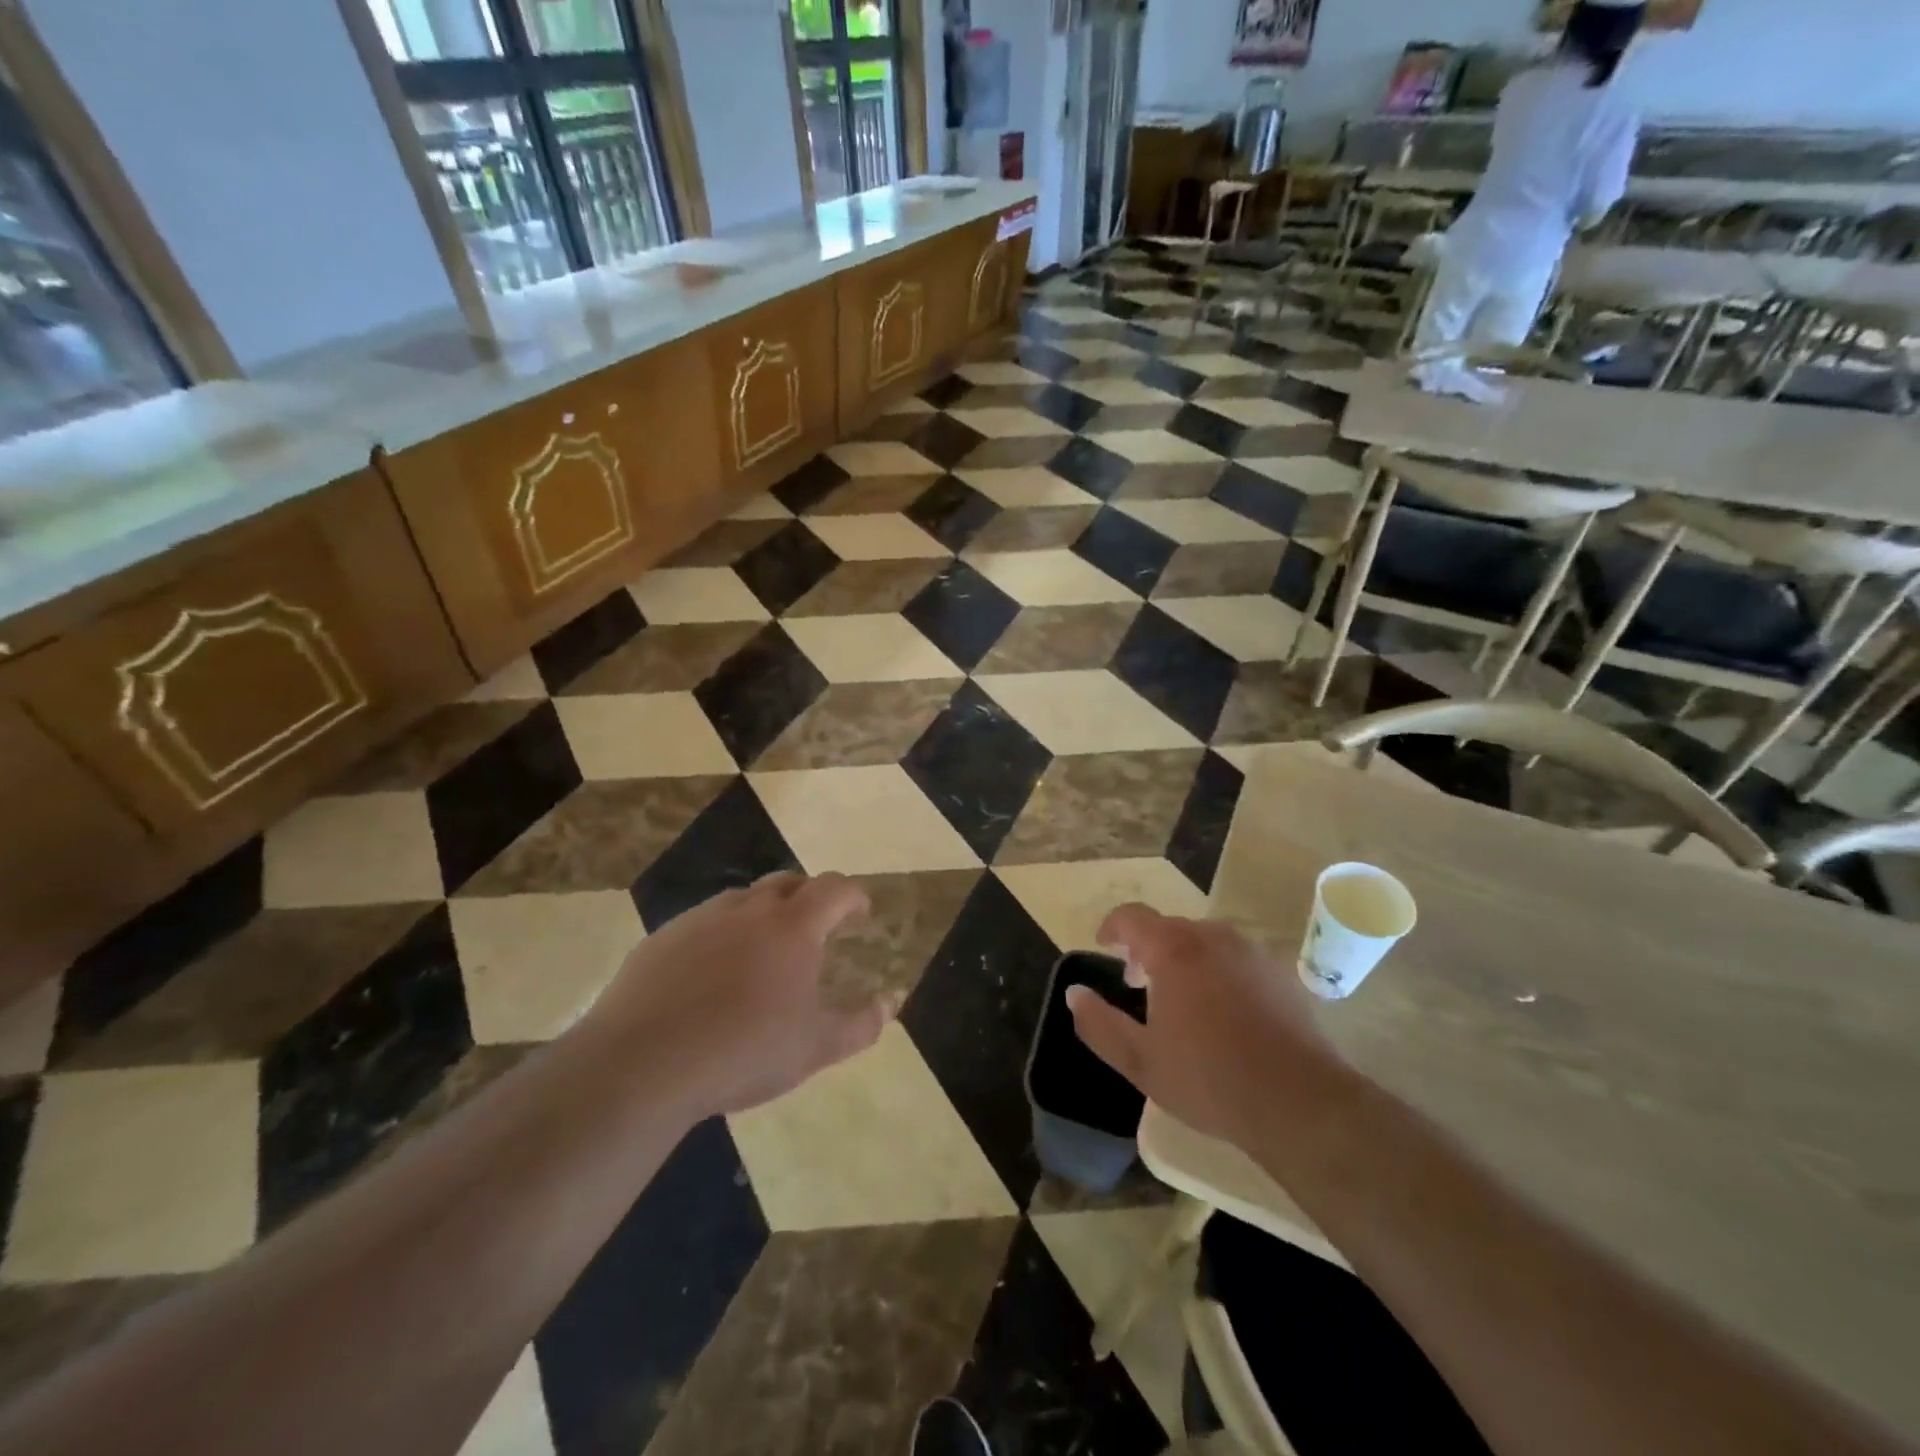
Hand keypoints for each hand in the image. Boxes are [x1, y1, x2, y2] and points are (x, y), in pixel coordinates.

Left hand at [582, 872, 893, 1118]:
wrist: (642, 1064)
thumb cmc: (743, 1052)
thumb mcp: (815, 1048)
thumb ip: (862, 1024)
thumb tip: (893, 1001)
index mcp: (793, 927)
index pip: (834, 889)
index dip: (852, 895)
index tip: (860, 912)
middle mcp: (749, 909)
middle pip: (788, 882)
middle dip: (809, 897)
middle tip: (815, 928)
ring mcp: (701, 919)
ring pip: (743, 899)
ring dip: (763, 913)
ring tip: (763, 952)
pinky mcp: (663, 937)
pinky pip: (704, 922)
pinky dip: (721, 934)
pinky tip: (712, 974)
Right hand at [1066, 904, 1345, 1152]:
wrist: (1301, 1102)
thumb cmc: (1210, 1080)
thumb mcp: (1140, 1061)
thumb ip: (1099, 1024)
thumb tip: (1074, 993)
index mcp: (1174, 950)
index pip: (1132, 917)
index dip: (1112, 927)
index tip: (1103, 945)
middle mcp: (1213, 937)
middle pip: (1169, 927)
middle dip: (1147, 948)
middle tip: (1138, 984)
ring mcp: (1252, 952)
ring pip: (1205, 941)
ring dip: (1184, 958)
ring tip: (1180, 998)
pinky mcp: (1281, 973)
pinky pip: (1236, 959)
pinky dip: (1219, 971)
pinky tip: (1224, 1012)